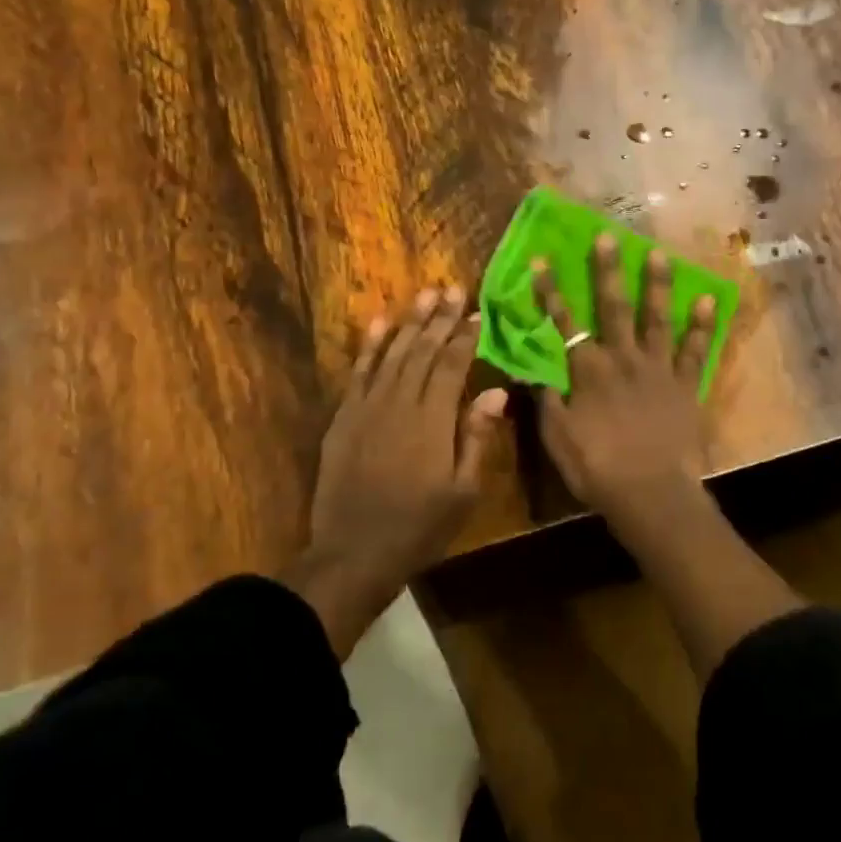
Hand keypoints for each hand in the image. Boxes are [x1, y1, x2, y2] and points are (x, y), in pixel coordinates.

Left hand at [291, 287, 505, 654]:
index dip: (465, 337)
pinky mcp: (344, 416)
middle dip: (440, 318)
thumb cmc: (419, 527)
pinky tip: (380, 323)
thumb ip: (476, 436)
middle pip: (424, 351)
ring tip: (424, 295)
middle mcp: (400, 402)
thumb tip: (496, 391)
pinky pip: (358, 372)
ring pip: (393, 354)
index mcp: (433, 420)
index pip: (452, 366)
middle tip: (453, 288)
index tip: (477, 313)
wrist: (353, 553)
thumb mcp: (463, 491)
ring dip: (410, 322)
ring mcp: (368, 407)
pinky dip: (370, 346)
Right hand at [531, 236, 719, 540]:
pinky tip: (709, 299)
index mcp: (587, 370)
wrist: (650, 493)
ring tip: (660, 253)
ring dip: (657, 284)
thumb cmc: (596, 467)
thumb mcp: (556, 437)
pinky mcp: (685, 384)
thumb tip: (531, 369)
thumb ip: (545, 399)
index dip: (550, 291)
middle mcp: (622, 358)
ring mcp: (657, 368)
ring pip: (656, 318)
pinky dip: (702, 325)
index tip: (542, 260)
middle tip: (607, 236)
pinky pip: (695, 350)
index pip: (563, 322)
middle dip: (607, 269)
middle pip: (612, 306)